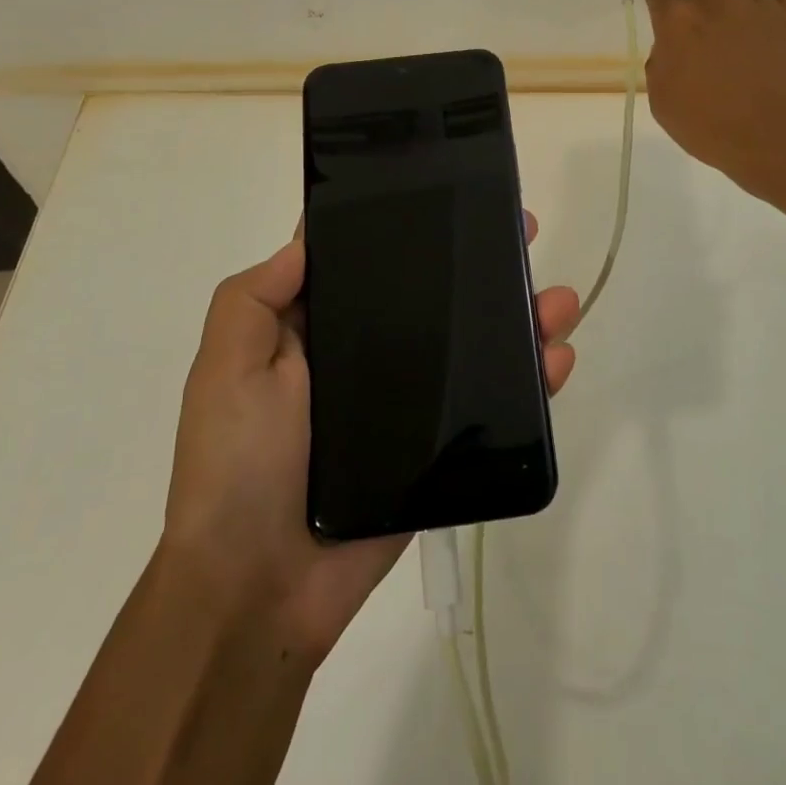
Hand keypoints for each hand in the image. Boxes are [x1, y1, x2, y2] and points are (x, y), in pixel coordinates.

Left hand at [160, 214, 577, 668]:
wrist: (260, 588)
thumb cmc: (237, 465)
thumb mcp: (227, 366)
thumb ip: (256, 296)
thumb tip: (309, 236)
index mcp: (320, 331)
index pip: (371, 264)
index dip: (407, 226)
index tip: (450, 196)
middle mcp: (369, 357)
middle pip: (437, 298)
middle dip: (482, 266)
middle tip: (524, 235)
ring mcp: (410, 403)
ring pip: (474, 346)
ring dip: (520, 317)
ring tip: (558, 301)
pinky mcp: (440, 448)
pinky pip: (491, 405)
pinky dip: (530, 380)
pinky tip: (558, 358)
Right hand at [642, 0, 785, 198]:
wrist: (782, 140)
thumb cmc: (711, 128)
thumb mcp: (665, 103)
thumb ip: (663, 64)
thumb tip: (674, 46)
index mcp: (678, 25)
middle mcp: (717, 3)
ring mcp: (761, 4)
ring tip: (741, 19)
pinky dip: (777, 9)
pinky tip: (776, 33)